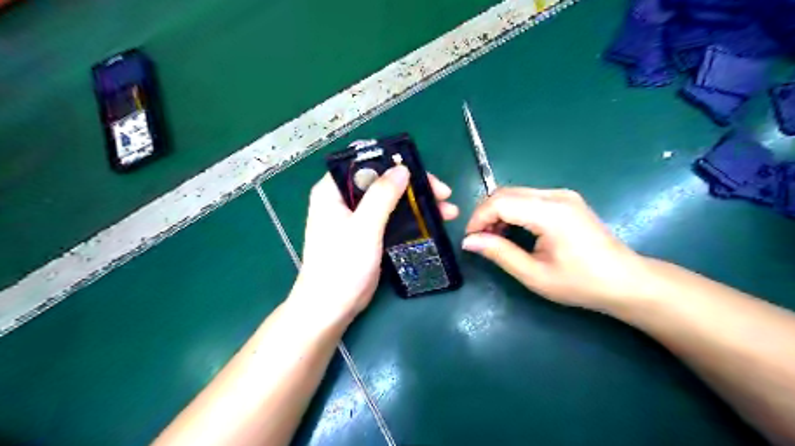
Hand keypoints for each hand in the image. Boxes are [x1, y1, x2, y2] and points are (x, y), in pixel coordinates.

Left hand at [292, 165, 460, 328]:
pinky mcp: (366, 234)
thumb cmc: (342, 266)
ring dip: (417, 203)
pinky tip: (433, 222)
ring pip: (390, 200)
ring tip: (448, 210)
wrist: (331, 308)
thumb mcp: (363, 227)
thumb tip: (402, 168)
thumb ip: (382, 195)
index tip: (420, 172)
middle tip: (443, 193)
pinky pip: (391, 218)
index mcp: (331, 191)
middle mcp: (342, 200)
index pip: (364, 164)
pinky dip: (411, 219)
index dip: (393, 163)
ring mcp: (355, 218)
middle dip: (413, 186)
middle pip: (381, 182)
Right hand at [463, 186, 648, 308]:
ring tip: (493, 237)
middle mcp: (556, 195)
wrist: (626, 281)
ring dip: (498, 212)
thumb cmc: (581, 283)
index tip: (470, 239)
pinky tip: (512, 230)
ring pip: (515, 193)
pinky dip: (512, 211)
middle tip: (479, 239)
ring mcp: (563, 195)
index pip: (501, 202)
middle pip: (506, 192)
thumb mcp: (534, 274)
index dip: (478, 218)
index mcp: (550, 213)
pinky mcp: (565, 200)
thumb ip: (499, 253)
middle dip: (485, 213)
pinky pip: (528, 198)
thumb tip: (469, 241)